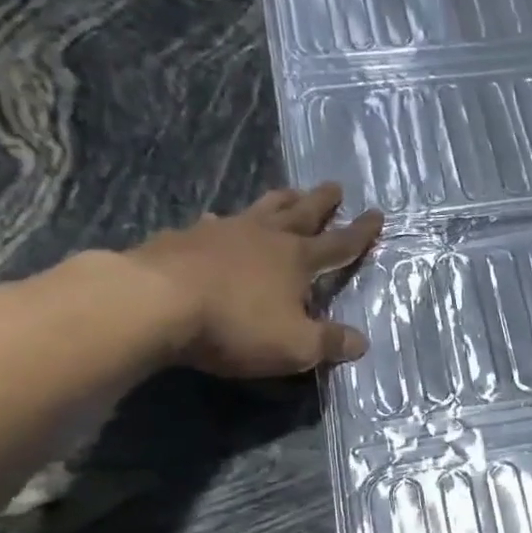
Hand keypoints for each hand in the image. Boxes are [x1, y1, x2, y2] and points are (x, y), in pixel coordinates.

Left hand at [126, 183, 382, 378]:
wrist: (154, 303)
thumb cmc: (236, 325)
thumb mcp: (295, 345)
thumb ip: (330, 343)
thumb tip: (361, 341)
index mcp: (297, 259)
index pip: (339, 244)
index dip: (361, 233)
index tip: (377, 214)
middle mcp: (264, 237)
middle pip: (300, 212)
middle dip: (321, 202)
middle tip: (335, 186)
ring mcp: (221, 232)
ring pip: (259, 209)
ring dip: (278, 201)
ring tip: (288, 192)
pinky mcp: (182, 238)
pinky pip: (212, 224)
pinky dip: (223, 223)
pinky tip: (216, 222)